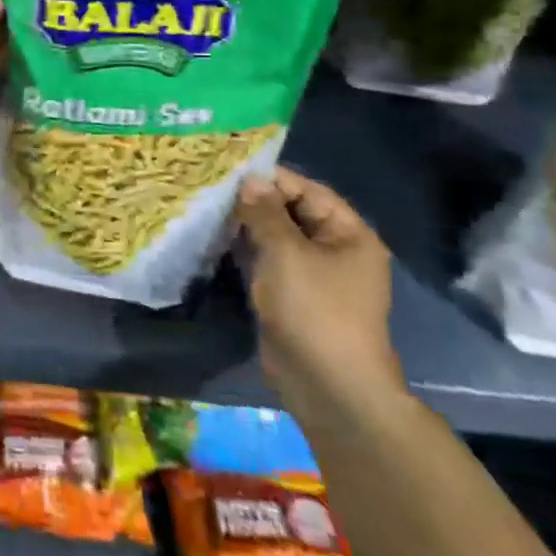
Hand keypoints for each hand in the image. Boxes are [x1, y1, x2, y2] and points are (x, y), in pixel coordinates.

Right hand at [235, 167, 404, 420]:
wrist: (329, 387)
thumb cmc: (315, 310)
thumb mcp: (286, 253)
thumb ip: (265, 213)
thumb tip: (250, 179)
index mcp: (349, 234)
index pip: (308, 190)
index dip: (272, 178)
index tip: (230, 168)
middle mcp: (335, 250)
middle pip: (291, 212)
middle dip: (254, 201)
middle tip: (211, 186)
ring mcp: (313, 275)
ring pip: (276, 238)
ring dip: (246, 225)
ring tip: (207, 208)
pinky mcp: (292, 296)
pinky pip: (268, 262)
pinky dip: (245, 250)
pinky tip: (214, 239)